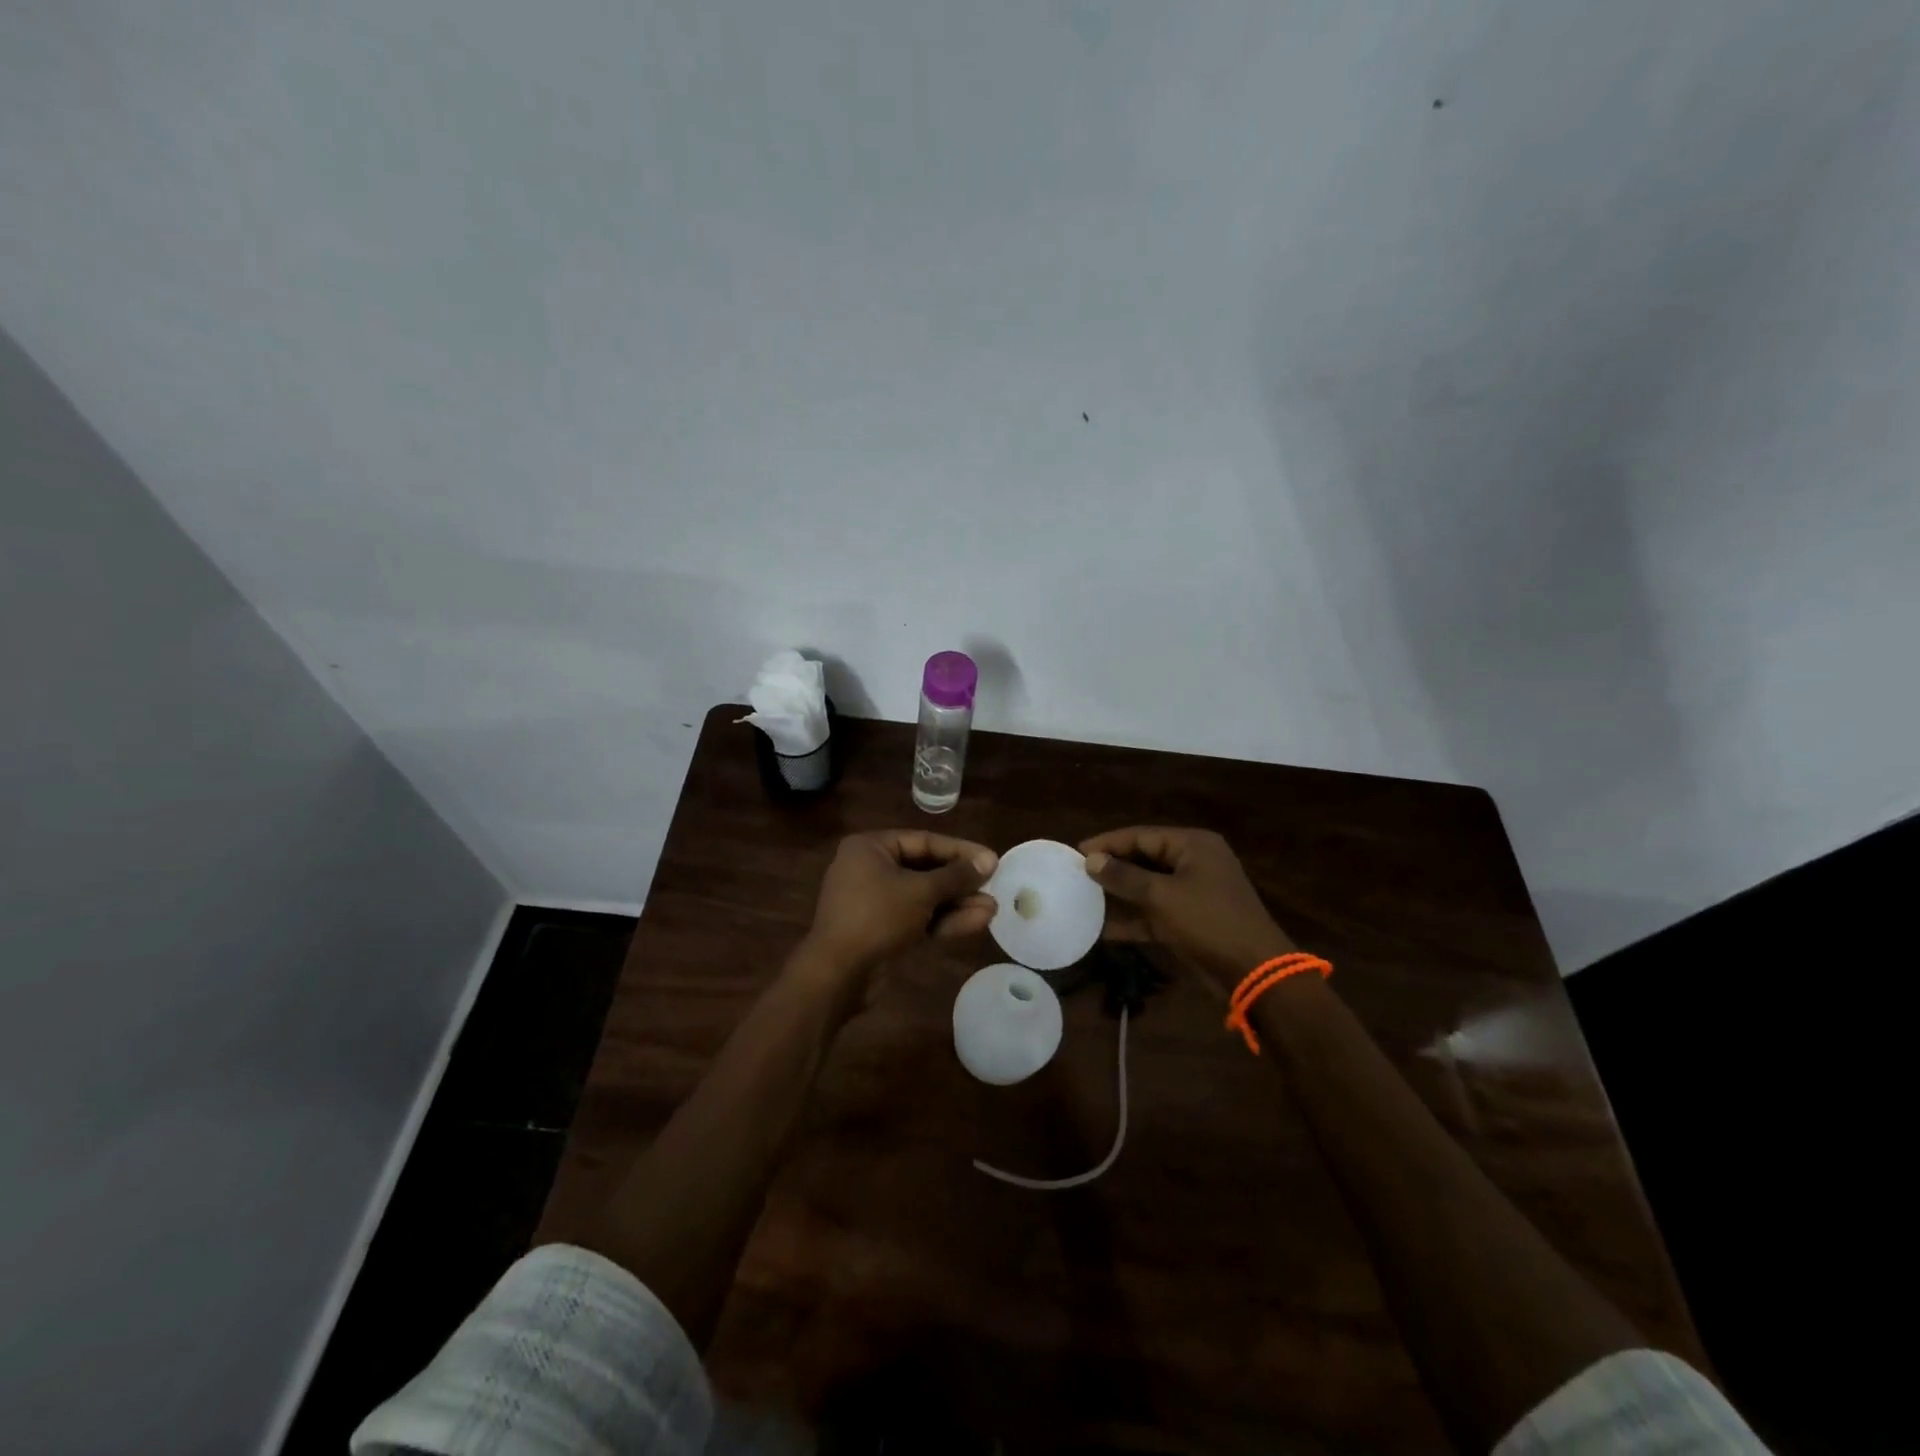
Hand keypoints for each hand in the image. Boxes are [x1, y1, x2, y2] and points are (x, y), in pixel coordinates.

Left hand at [803, 830, 998, 974]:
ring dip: (957, 903)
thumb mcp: (920, 891)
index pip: (923, 841)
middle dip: (960, 882)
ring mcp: (876, 903)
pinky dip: (944, 920)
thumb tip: (988, 861)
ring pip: (924, 898)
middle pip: (925, 869)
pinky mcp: (883, 931)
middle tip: (994, 886)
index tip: (991, 860)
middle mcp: (871, 869)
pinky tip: (977, 921)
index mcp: (870, 848)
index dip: (960, 851)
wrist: (837, 975)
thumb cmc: (876, 917)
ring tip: (993, 909)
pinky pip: (918, 918)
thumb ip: (956, 876)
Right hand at [1079, 826, 1295, 988]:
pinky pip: (1156, 913)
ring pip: (1149, 886)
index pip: (1141, 835)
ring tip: (1085, 897)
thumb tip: (1091, 860)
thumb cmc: (1208, 922)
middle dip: (1113, 867)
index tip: (1077, 852)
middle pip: (1145, 858)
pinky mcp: (1192, 920)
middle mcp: (1195, 862)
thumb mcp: (1161, 896)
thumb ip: (1124, 876)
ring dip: (1121, 894)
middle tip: (1078, 873)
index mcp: (1193, 845)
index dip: (1108, 843)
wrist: (1254, 972)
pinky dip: (1135, 919)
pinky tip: (1104, 929)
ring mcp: (1195, 892)